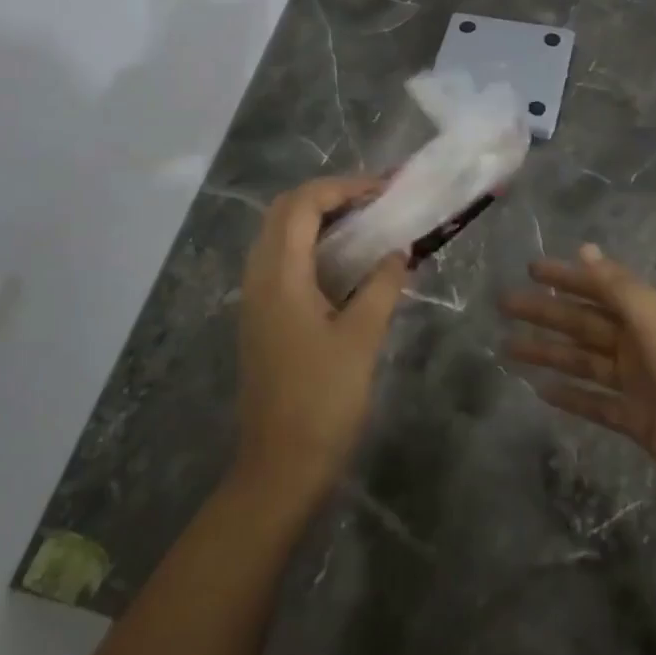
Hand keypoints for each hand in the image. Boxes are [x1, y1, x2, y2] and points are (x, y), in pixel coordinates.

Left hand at [232, 176, 406, 503]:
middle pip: (285, 211)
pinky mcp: (262, 318)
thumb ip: (381, 286)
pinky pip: (282, 261)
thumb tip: (400, 251)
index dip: (343, 187)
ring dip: (319, 219)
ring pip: (280, 235)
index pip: (303, 204)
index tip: (384, 190)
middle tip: (374, 201)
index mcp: (279, 276)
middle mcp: (259, 277)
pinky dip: (312, 246)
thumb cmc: (323, 401)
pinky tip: (345, 263)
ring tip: (365, 223)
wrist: (280, 467)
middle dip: (329, 196)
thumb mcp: (361, 339)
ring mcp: (255, 299)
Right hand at [503, 244, 655, 524]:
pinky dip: (571, 395)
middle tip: (504, 306)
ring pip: (584, 361)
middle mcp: (644, 343)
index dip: (566, 276)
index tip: (529, 269)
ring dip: (549, 353)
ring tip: (508, 349)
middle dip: (546, 313)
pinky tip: (541, 391)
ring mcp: (641, 384)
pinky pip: (596, 402)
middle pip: (585, 323)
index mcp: (652, 315)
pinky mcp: (639, 421)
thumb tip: (586, 249)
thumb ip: (619, 289)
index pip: (600, 287)